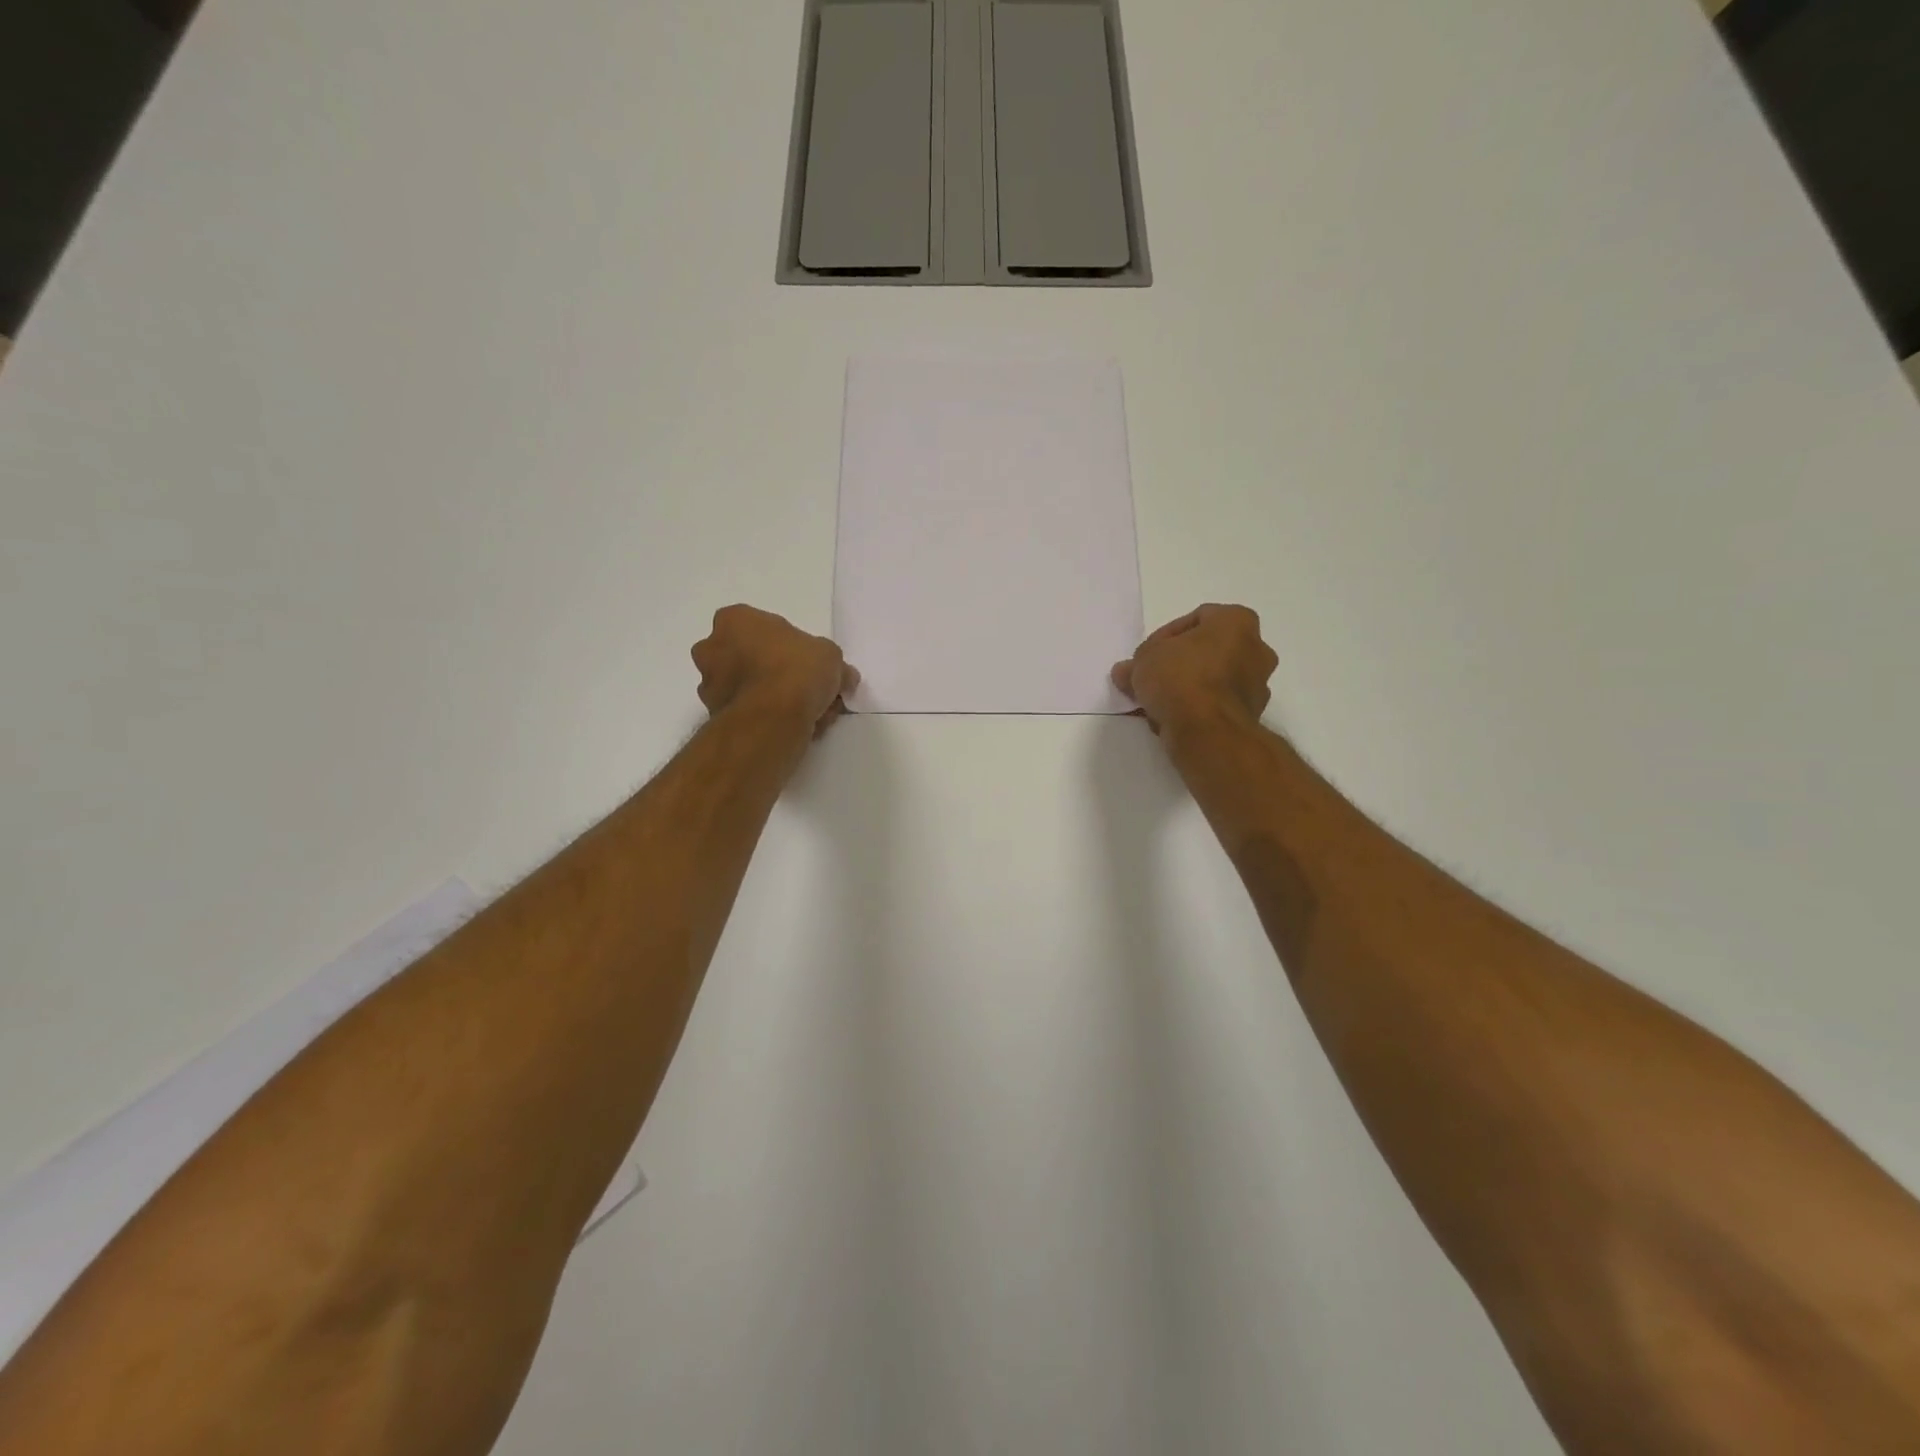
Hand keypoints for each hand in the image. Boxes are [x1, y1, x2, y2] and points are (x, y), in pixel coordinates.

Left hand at [693, 605, 858, 736]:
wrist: (772, 719)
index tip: (811, 665)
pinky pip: (747, 712)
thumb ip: (832, 662)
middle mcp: (712, 647)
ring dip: (775, 699)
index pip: (764, 627)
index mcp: (735, 620)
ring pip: (749, 688)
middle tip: (811, 691)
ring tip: (808, 715)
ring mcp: (708, 683)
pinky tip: (793, 728)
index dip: (792, 646)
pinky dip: (767, 718)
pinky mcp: (713, 716)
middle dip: (779, 674)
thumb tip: (844, 677)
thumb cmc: (797, 670)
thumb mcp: (831, 656)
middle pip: (753, 658)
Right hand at [1112, 604, 1276, 735]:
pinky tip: (1170, 719)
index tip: (1146, 656)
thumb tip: (1125, 671)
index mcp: (1237, 622)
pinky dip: (1196, 708)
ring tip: (1156, 702)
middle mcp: (1256, 649)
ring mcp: (1257, 684)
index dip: (1165, 637)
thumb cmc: (1180, 677)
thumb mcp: (1144, 660)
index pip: (1197, 619)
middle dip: (1178, 663)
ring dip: (1186, 688)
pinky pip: (1216, 704)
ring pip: (1213, 680)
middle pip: (1208, 651)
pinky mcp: (1251, 715)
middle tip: (1151, 677)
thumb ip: (1136, 662)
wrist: (1206, 730)